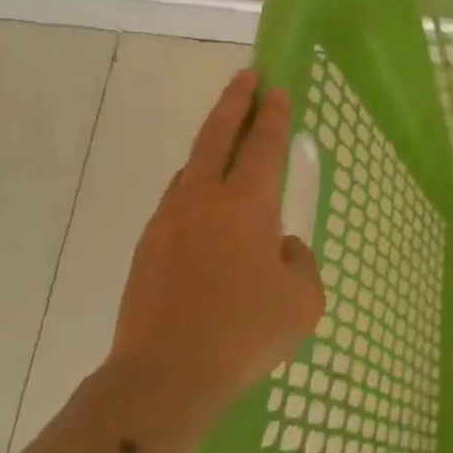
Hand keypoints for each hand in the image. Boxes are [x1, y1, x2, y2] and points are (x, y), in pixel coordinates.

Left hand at [102, 71, 324, 452]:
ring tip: (226, 134)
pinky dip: (195, 184)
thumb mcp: (304, 299)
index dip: (274, 114)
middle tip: (246, 76)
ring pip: (192, 165)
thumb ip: (300, 262)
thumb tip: (281, 248)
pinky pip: (178, 199)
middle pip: (218, 135)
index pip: (265, 144)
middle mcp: (206, 199)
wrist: (165, 375)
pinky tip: (203, 200)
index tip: (277, 88)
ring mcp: (170, 220)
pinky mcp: (149, 247)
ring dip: (211, 141)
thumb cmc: (246, 331)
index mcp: (248, 204)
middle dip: (235, 102)